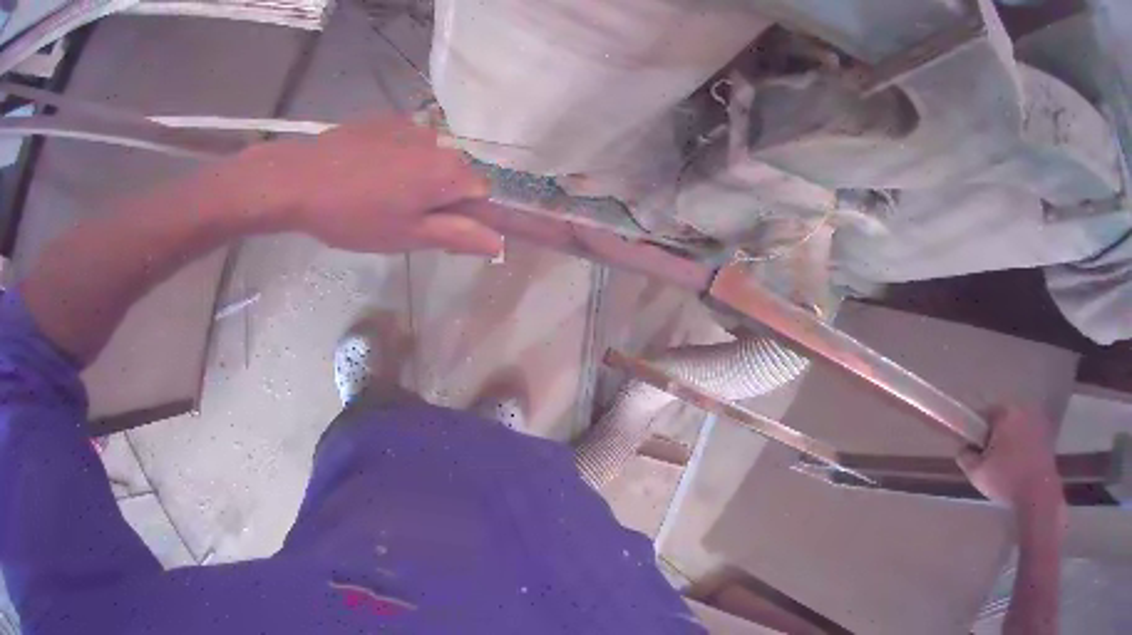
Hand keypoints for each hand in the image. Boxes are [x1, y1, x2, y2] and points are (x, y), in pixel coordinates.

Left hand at [223, 115, 502, 255]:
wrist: (300, 179)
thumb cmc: (354, 216)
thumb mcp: (408, 235)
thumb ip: (458, 235)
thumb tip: (499, 241)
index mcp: (449, 171)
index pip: (482, 193)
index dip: (465, 216)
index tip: (434, 231)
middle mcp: (438, 141)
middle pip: (456, 173)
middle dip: (439, 196)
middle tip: (401, 219)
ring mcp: (409, 125)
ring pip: (429, 158)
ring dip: (416, 177)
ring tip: (377, 196)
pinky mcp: (384, 119)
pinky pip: (405, 142)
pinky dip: (396, 158)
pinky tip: (365, 173)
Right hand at [956, 406, 1063, 509]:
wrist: (1038, 492)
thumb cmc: (1006, 480)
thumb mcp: (977, 474)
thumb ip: (966, 457)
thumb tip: (964, 448)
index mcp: (1005, 412)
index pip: (984, 413)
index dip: (976, 431)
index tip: (974, 450)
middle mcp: (1023, 407)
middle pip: (1003, 418)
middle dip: (995, 435)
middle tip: (990, 460)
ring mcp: (1038, 418)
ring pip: (1017, 426)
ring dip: (1011, 440)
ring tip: (1006, 465)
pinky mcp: (1047, 433)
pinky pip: (1029, 435)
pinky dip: (1023, 446)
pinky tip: (1020, 467)